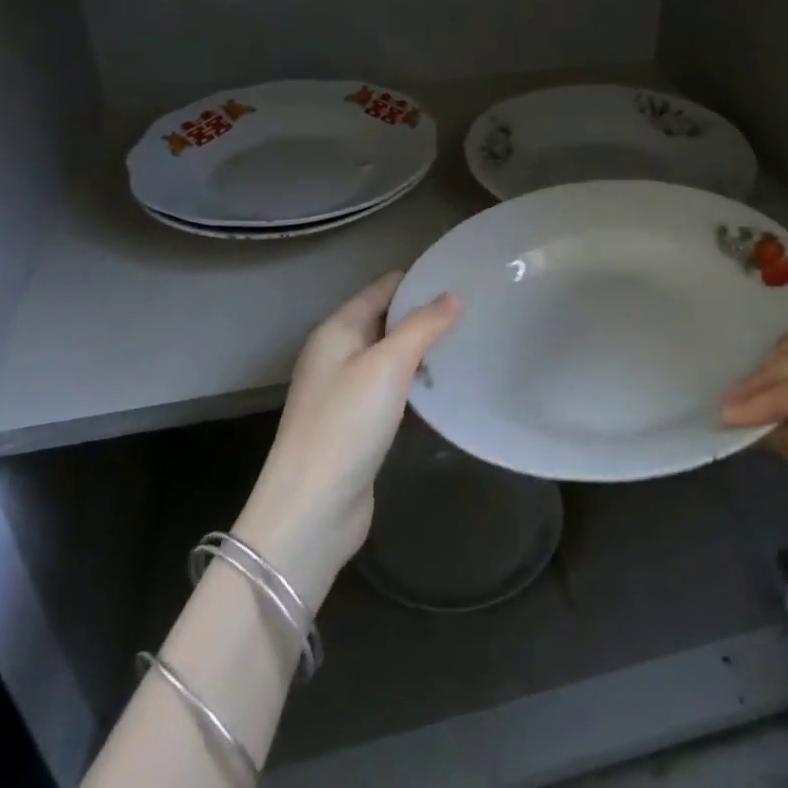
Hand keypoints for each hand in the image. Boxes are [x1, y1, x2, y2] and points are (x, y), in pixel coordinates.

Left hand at [235, 274, 459, 609]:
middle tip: (476, 312)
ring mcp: (346, 391)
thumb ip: (422, 327)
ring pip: (392, 356)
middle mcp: (338, 354)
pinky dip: (418, 385)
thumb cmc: (346, 425)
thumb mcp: (388, 366)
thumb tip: (454, 294)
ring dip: (425, 351)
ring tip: (470, 344)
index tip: (463, 277)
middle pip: (388, 320)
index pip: (384, 287)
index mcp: (337, 330)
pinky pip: (393, 390)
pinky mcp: (358, 424)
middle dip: (427, 315)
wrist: (311, 510)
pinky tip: (447, 389)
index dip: (420, 280)